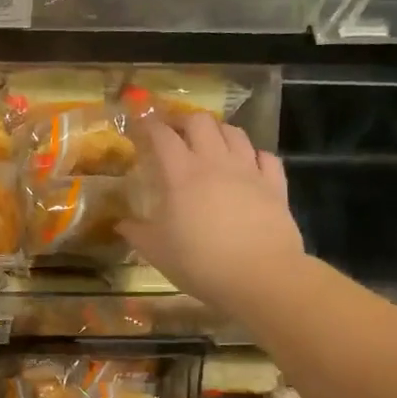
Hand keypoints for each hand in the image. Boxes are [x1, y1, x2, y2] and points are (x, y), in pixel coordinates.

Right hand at [117, 114, 307, 313]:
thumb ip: (137, 233)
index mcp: (182, 174)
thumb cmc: (201, 263)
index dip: (149, 125)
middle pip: (200, 121)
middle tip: (174, 132)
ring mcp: (249, 171)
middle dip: (184, 120)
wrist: (261, 277)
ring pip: (235, 132)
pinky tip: (248, 164)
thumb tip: (121, 224)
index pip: (162, 136)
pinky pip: (266, 157)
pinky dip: (254, 155)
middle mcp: (216, 163)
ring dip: (219, 131)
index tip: (140, 125)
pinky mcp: (275, 185)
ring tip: (210, 142)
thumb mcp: (157, 252)